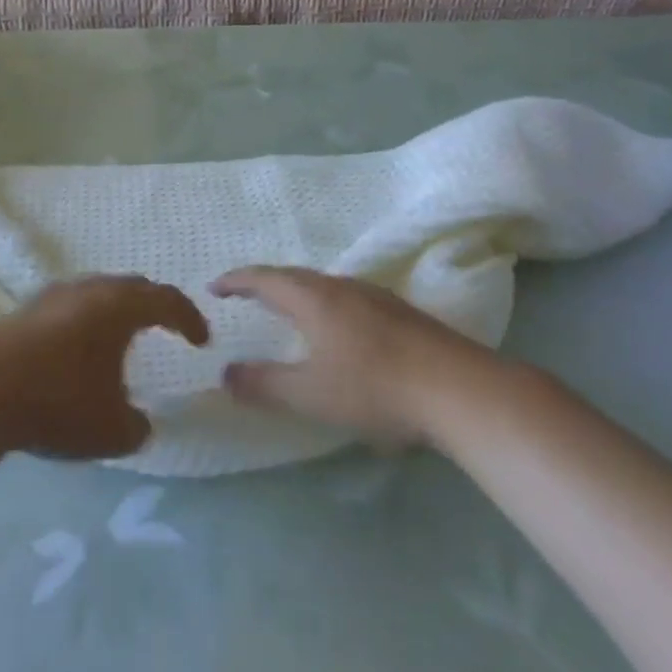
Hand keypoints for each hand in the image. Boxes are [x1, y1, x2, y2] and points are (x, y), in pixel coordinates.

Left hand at [0, 276, 210, 461]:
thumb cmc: (56, 404)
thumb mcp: (110, 431)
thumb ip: (137, 427)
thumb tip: (140, 423)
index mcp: (119, 307)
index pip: (167, 300)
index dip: (190, 318)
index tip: (202, 341)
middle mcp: (88, 290)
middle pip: (131, 287)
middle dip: (154, 306)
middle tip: (166, 327)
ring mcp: (51, 297)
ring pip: (97, 293)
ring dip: (116, 311)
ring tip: (121, 338)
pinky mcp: (22, 312)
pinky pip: (69, 307)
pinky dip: (85, 321)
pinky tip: (76, 350)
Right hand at [210, 267, 486, 444]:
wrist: (456, 387)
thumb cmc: (374, 387)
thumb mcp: (310, 394)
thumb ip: (264, 384)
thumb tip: (225, 374)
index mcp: (314, 299)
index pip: (265, 279)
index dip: (237, 281)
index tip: (214, 286)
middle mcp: (342, 287)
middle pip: (295, 277)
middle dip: (265, 284)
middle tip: (245, 295)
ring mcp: (374, 296)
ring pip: (324, 286)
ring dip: (298, 293)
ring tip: (286, 310)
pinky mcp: (399, 313)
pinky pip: (347, 298)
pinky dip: (325, 305)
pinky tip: (337, 329)